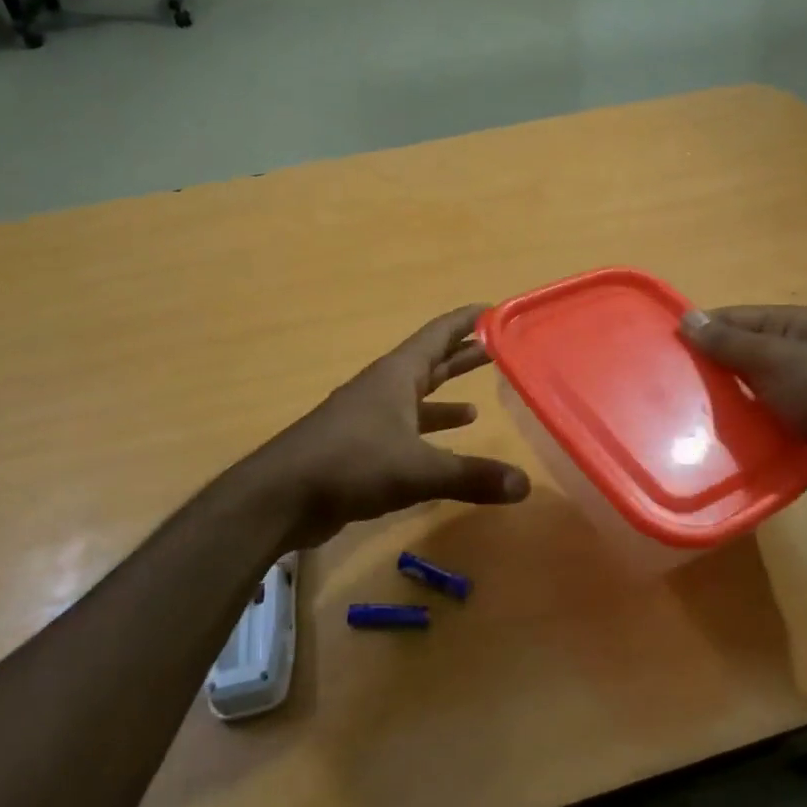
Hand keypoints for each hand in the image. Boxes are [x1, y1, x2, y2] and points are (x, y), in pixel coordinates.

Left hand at [253, 305, 530, 547]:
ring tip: (480, 404)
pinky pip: (405, 431)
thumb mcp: (418, 469)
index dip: (467, 321)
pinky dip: (427, 435)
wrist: (282, 496)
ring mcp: (370, 418)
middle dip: (463, 356)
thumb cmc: (351, 464)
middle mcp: (384, 388)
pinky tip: (444, 449)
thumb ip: (472, 476)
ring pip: (416, 400)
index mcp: (396, 375)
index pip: (438, 334)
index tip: (495, 309)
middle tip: (500, 350)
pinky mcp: (361, 447)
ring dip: (445, 398)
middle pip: (430, 363)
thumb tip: (525, 485)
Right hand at [679, 305, 806, 510]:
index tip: (661, 349)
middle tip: (661, 387)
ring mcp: (791, 397)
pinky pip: (752, 427)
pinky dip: (732, 433)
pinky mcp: (790, 433)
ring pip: (740, 396)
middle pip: (733, 358)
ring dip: (716, 406)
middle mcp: (790, 358)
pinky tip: (701, 442)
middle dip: (703, 372)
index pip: (733, 320)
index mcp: (792, 328)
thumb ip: (729, 342)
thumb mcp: (777, 359)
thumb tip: (687, 318)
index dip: (699, 331)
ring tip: (673, 416)